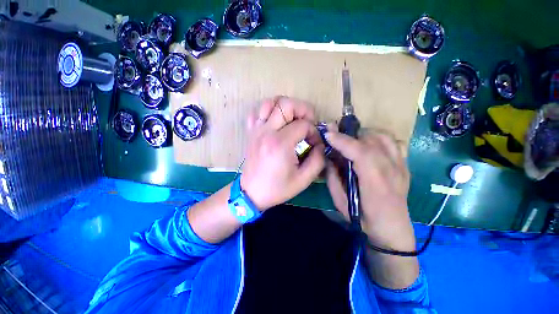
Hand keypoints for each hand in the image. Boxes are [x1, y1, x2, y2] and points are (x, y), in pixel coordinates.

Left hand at [241, 97, 324, 210]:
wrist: (251, 193)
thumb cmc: (277, 188)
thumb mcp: (304, 179)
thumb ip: (318, 159)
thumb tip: (320, 144)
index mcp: (280, 144)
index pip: (303, 125)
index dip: (314, 132)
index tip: (314, 143)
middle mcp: (267, 132)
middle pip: (286, 104)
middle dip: (303, 110)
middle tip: (308, 122)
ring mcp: (256, 130)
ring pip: (270, 102)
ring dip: (286, 107)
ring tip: (293, 119)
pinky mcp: (251, 132)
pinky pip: (258, 112)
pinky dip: (269, 111)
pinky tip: (276, 122)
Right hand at [325, 129, 415, 250]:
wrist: (393, 229)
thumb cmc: (363, 218)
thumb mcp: (340, 201)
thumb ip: (332, 177)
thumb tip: (328, 156)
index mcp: (375, 183)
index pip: (361, 153)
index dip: (343, 141)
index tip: (328, 134)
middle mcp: (392, 170)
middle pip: (372, 140)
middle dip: (349, 135)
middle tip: (335, 138)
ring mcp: (401, 166)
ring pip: (383, 137)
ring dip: (363, 134)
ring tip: (351, 141)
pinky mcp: (404, 165)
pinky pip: (393, 142)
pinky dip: (379, 138)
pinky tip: (369, 145)